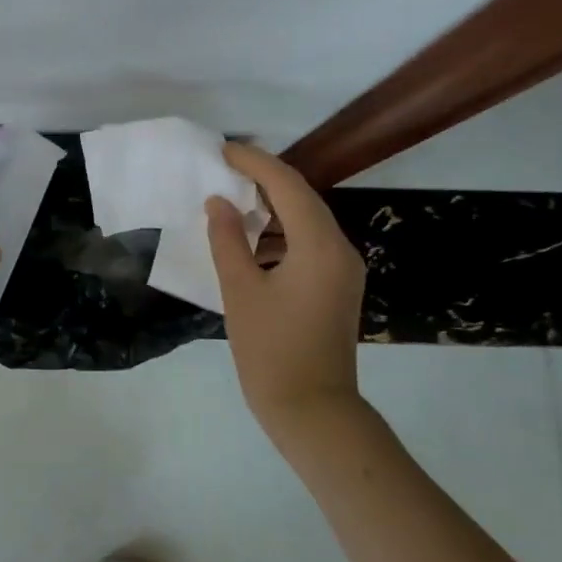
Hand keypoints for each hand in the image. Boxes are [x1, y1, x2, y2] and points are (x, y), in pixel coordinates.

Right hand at [206, 142, 367, 448]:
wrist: (312, 410)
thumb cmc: (271, 349)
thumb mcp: (240, 290)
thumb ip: (227, 239)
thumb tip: (219, 203)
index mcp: (319, 245)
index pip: (287, 186)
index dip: (255, 163)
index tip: (223, 150)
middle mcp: (339, 249)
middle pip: (302, 198)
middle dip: (264, 179)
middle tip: (225, 167)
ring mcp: (342, 269)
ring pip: (306, 220)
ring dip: (272, 206)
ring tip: (231, 198)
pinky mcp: (336, 286)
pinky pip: (308, 243)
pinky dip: (279, 232)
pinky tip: (250, 239)